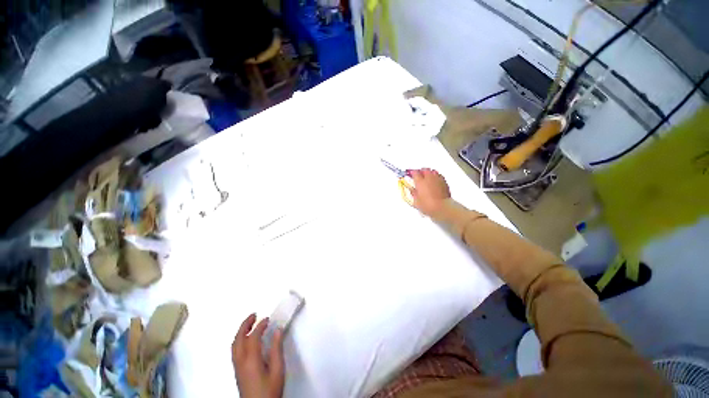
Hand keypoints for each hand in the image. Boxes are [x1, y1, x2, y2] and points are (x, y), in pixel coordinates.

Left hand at [232, 314, 284, 397]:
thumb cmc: (270, 390)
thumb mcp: (278, 370)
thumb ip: (277, 349)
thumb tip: (278, 330)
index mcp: (251, 360)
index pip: (253, 337)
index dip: (260, 326)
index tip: (268, 319)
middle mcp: (241, 362)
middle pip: (238, 339)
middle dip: (245, 325)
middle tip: (254, 315)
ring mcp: (237, 367)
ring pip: (234, 345)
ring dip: (241, 332)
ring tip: (250, 324)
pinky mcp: (237, 372)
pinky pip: (235, 351)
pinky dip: (239, 340)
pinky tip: (247, 340)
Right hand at [409, 168, 450, 215]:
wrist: (442, 207)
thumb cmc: (427, 205)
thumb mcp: (416, 201)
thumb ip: (414, 193)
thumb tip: (412, 190)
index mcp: (420, 182)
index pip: (415, 172)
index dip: (412, 173)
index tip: (410, 174)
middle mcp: (429, 178)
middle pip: (424, 170)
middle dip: (421, 171)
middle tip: (419, 175)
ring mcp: (437, 179)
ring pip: (433, 171)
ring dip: (429, 173)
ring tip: (427, 177)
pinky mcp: (444, 182)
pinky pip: (439, 176)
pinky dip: (436, 177)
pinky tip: (435, 181)